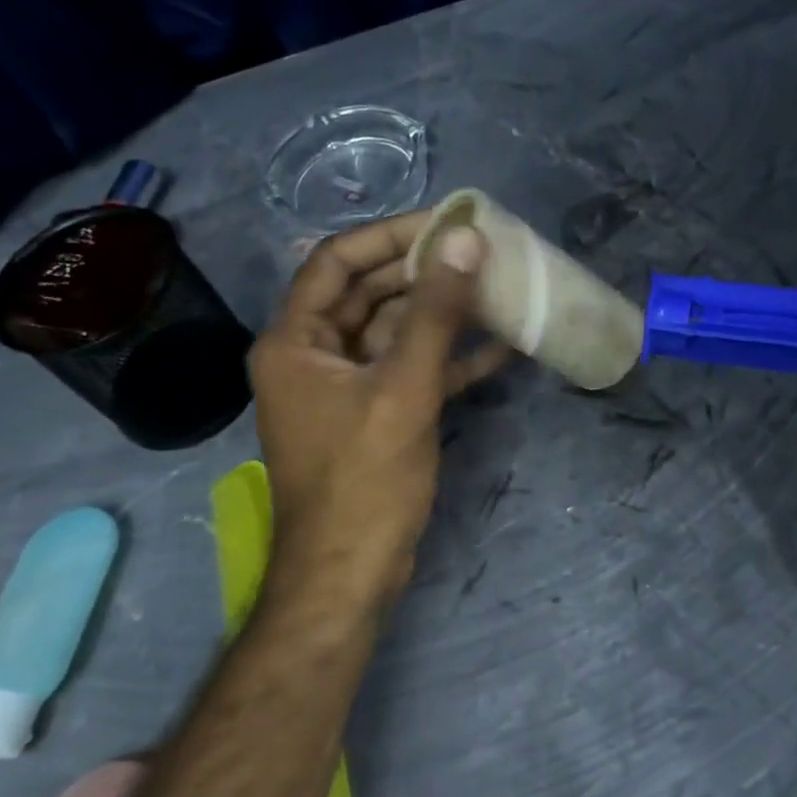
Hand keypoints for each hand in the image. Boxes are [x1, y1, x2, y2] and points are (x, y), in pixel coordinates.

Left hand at [248, 212, 509, 604]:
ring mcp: (346, 387)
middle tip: (481, 250)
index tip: (446, 221)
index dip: (390, 235)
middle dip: (424, 272)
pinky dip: (449, 358)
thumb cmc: (364, 479)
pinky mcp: (375, 414)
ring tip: (497, 288)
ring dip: (442, 313)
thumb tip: (466, 241)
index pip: (337, 261)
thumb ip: (435, 312)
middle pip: (368, 293)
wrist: (349, 575)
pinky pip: (411, 370)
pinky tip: (501, 347)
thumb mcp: (403, 389)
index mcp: (295, 341)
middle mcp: (313, 356)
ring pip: (395, 331)